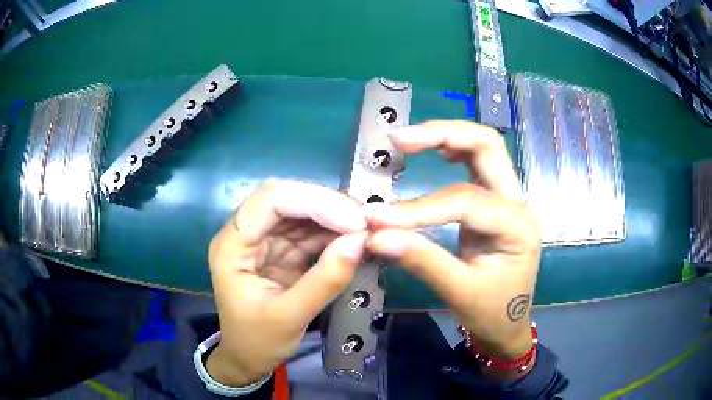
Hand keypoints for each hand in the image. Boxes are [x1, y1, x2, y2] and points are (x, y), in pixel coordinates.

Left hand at [206, 179, 367, 385]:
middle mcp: (246, 233)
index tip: (354, 221)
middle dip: (328, 205)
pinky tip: (354, 239)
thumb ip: (324, 281)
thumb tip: (359, 241)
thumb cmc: (257, 340)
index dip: (313, 201)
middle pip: (286, 198)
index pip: (269, 201)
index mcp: (232, 245)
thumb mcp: (289, 317)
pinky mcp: (281, 249)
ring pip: (301, 210)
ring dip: (335, 217)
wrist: (248, 357)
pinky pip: (309, 230)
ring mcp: (264, 239)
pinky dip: (334, 232)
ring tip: (366, 229)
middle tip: (366, 222)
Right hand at [363, 121, 540, 363]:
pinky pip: (478, 165)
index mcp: (517, 227)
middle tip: (400, 139)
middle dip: (443, 134)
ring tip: (410, 141)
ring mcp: (510, 199)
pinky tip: (437, 153)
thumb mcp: (458, 292)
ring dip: (448, 136)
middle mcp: (519, 203)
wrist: (509, 325)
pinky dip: (455, 151)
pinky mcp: (496, 203)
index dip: (418, 207)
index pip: (465, 201)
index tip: (376, 217)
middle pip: (487, 146)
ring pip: (484, 148)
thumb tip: (375, 235)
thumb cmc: (491, 312)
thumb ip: (421, 260)